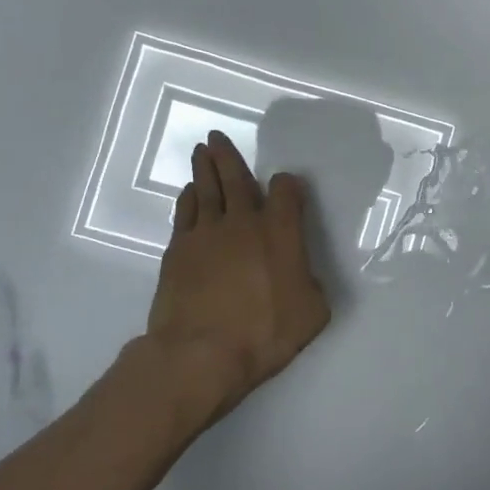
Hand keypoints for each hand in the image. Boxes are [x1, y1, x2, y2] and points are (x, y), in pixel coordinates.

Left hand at [134, 130, 330, 419]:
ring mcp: (206, 233)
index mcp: (280, 231)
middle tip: (216, 136)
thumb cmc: (264, 333)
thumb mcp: (311, 313)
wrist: (201, 353)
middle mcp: (243, 222)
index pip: (285, 191)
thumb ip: (311, 286)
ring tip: (202, 151)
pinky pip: (185, 213)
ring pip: (206, 189)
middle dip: (227, 156)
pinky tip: (189, 193)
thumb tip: (303, 277)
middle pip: (236, 178)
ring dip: (205, 168)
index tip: (286, 187)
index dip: (287, 185)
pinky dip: (188, 199)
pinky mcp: (178, 250)